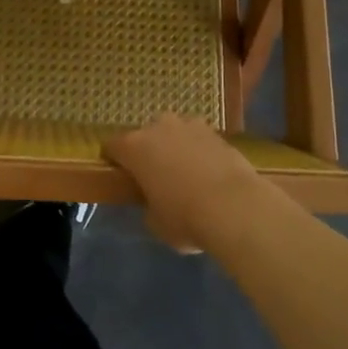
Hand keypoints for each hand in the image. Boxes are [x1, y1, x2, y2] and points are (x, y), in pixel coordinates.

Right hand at [105, 114, 265, 253]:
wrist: (235, 206)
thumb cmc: (184, 217)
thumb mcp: (155, 222)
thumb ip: (148, 206)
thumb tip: (154, 202)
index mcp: (134, 147)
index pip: (112, 146)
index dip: (114, 160)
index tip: (119, 176)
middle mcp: (159, 127)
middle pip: (145, 136)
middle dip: (148, 152)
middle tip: (155, 177)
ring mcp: (190, 126)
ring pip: (175, 134)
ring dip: (175, 148)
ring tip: (185, 174)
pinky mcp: (218, 133)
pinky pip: (200, 141)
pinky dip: (200, 152)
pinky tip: (208, 174)